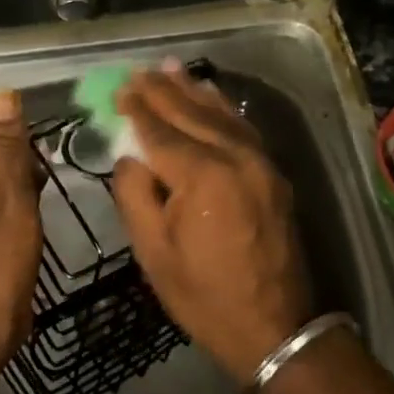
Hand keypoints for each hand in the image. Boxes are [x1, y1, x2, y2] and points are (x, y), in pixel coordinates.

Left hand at [0, 90, 42, 362]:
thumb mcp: (8, 199)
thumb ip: (6, 147)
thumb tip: (2, 94)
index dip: (19, 128)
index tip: (51, 145)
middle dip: (23, 154)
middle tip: (52, 175)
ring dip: (23, 178)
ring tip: (49, 190)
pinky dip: (17, 199)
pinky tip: (37, 210)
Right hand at [110, 64, 310, 385]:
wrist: (275, 326)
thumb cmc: (204, 295)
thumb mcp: (153, 252)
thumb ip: (135, 194)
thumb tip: (129, 154)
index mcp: (201, 175)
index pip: (160, 131)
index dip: (136, 108)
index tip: (118, 88)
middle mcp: (234, 156)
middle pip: (191, 113)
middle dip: (162, 90)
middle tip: (138, 71)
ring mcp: (260, 161)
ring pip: (220, 113)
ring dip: (193, 90)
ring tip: (170, 68)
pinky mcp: (273, 172)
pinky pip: (243, 128)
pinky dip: (223, 107)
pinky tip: (210, 95)